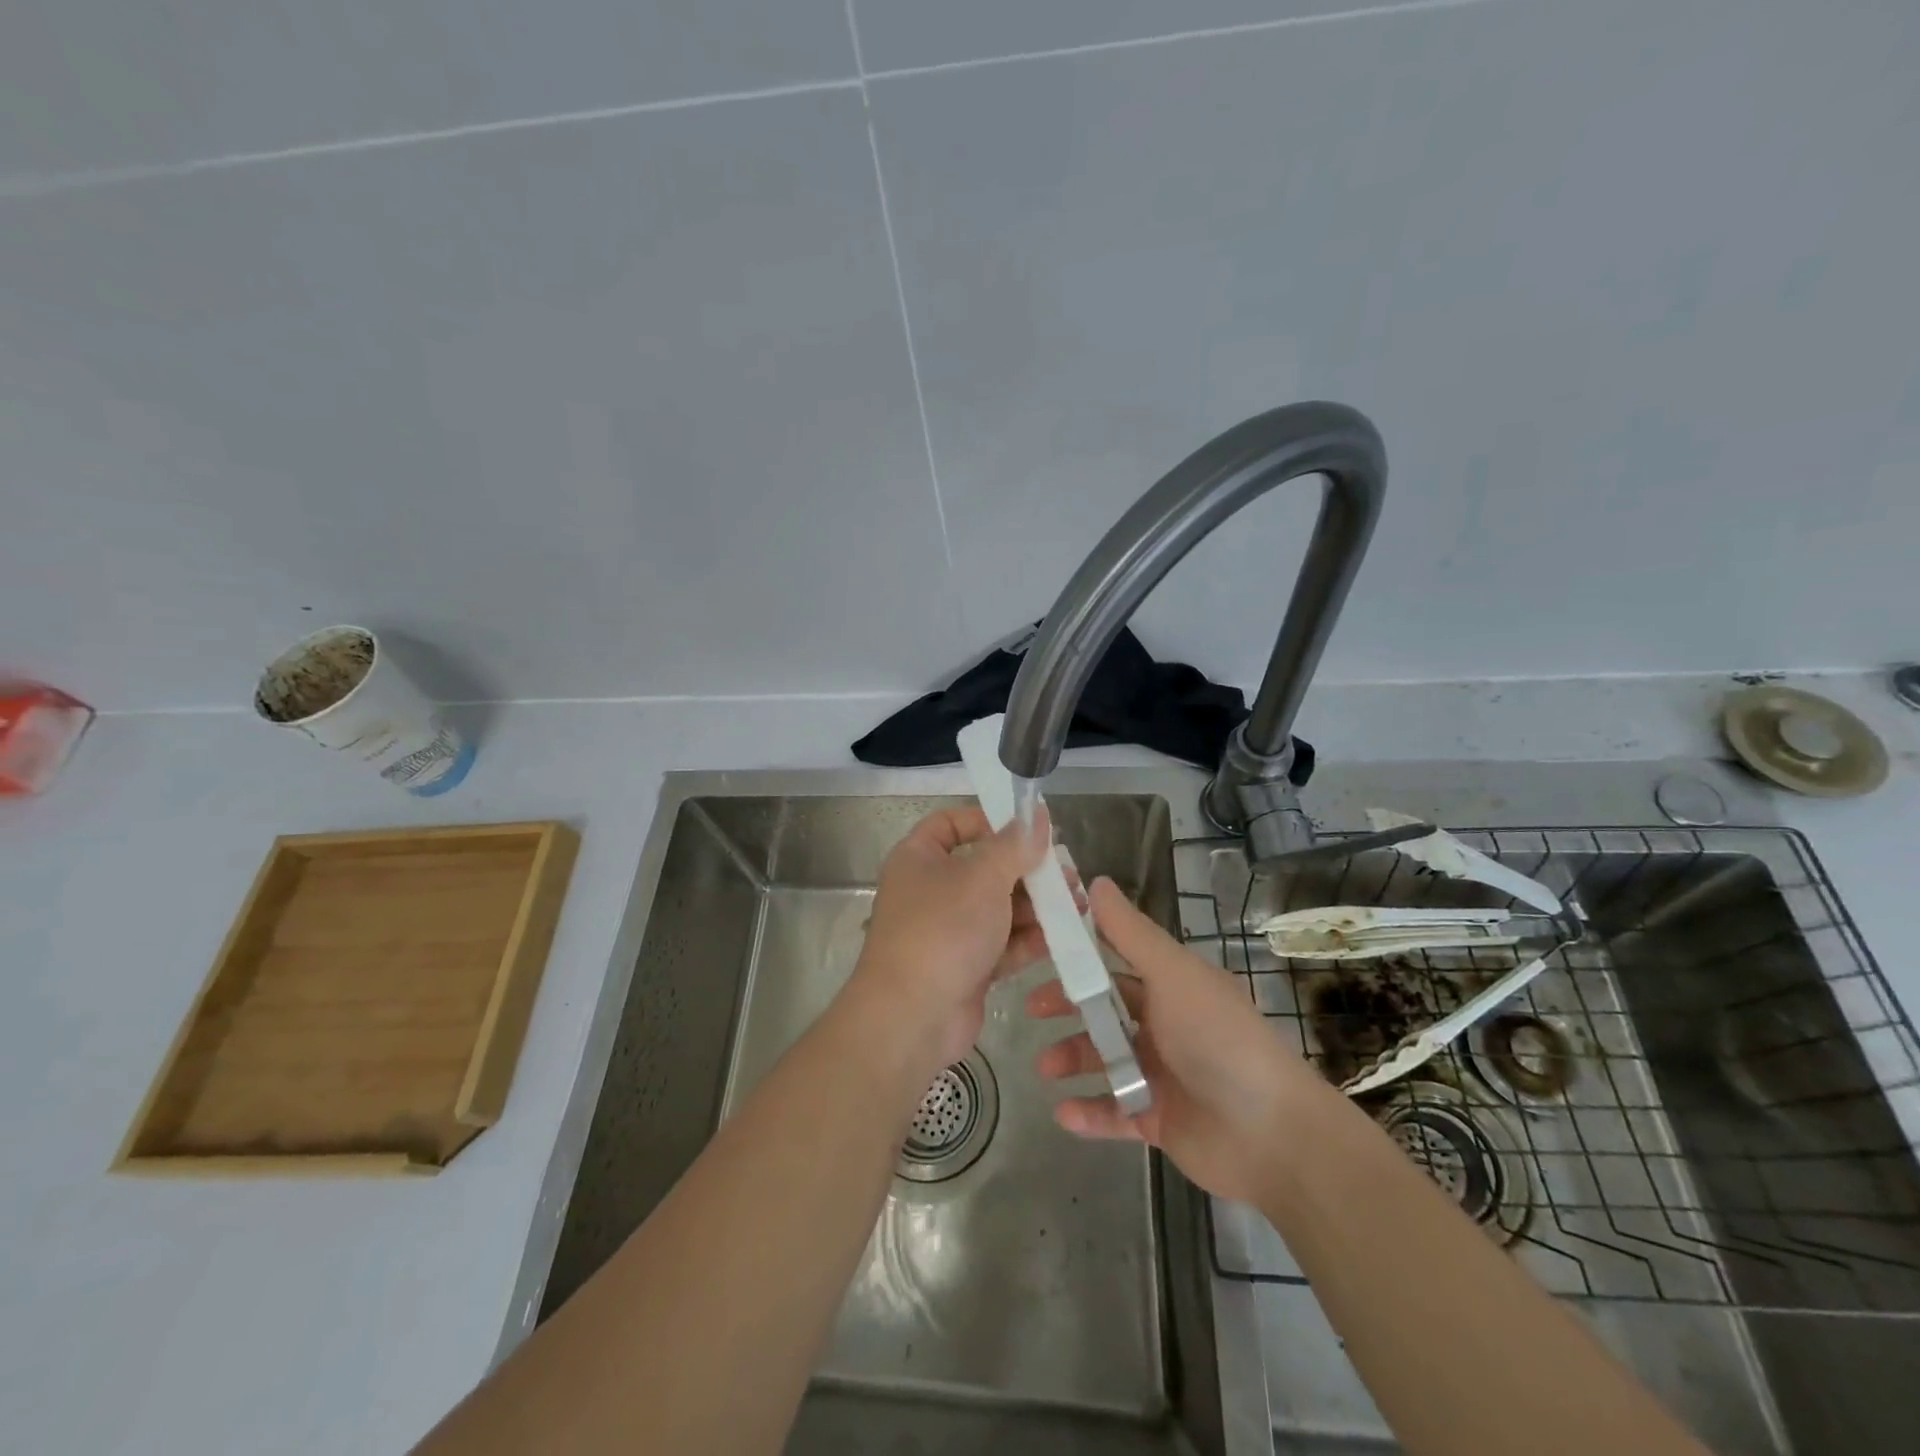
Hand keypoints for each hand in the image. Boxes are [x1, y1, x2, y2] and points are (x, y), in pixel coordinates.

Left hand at [846, 806, 1057, 1077]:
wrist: (913, 1017)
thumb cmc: (943, 930)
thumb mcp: (983, 877)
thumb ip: (1014, 845)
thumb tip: (1036, 813)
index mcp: (919, 858)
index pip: (951, 824)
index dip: (988, 820)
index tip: (1028, 829)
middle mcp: (931, 890)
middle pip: (984, 867)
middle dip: (1027, 870)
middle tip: (1066, 873)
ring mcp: (948, 931)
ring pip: (998, 908)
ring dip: (1036, 906)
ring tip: (1077, 905)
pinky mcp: (966, 966)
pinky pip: (1002, 943)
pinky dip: (1029, 939)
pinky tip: (1062, 935)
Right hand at [1029, 877, 1327, 1204]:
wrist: (1271, 1135)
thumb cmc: (1219, 1039)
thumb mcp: (1172, 975)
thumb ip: (1129, 933)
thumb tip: (1094, 880)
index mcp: (1171, 985)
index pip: (1116, 959)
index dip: (1080, 952)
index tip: (1039, 945)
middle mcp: (1164, 1024)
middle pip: (1105, 1009)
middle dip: (1068, 1006)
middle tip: (1032, 1007)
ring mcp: (1161, 1074)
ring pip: (1104, 1059)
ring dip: (1071, 1058)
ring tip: (1045, 1066)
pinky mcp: (1159, 1120)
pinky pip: (1114, 1113)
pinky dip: (1089, 1113)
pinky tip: (1062, 1112)